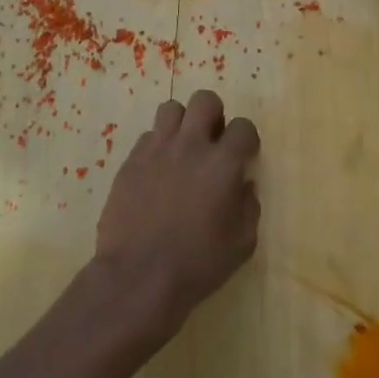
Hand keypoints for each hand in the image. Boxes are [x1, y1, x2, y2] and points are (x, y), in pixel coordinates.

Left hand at [93, 90, 260, 339]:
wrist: (139, 276)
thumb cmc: (198, 264)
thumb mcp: (242, 244)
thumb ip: (249, 207)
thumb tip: (243, 185)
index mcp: (223, 164)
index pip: (243, 127)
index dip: (247, 139)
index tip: (244, 155)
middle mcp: (190, 146)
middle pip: (205, 101)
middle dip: (214, 115)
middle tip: (212, 142)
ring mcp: (156, 150)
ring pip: (171, 109)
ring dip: (182, 124)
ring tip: (182, 149)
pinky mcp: (130, 161)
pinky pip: (147, 136)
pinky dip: (158, 146)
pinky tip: (158, 171)